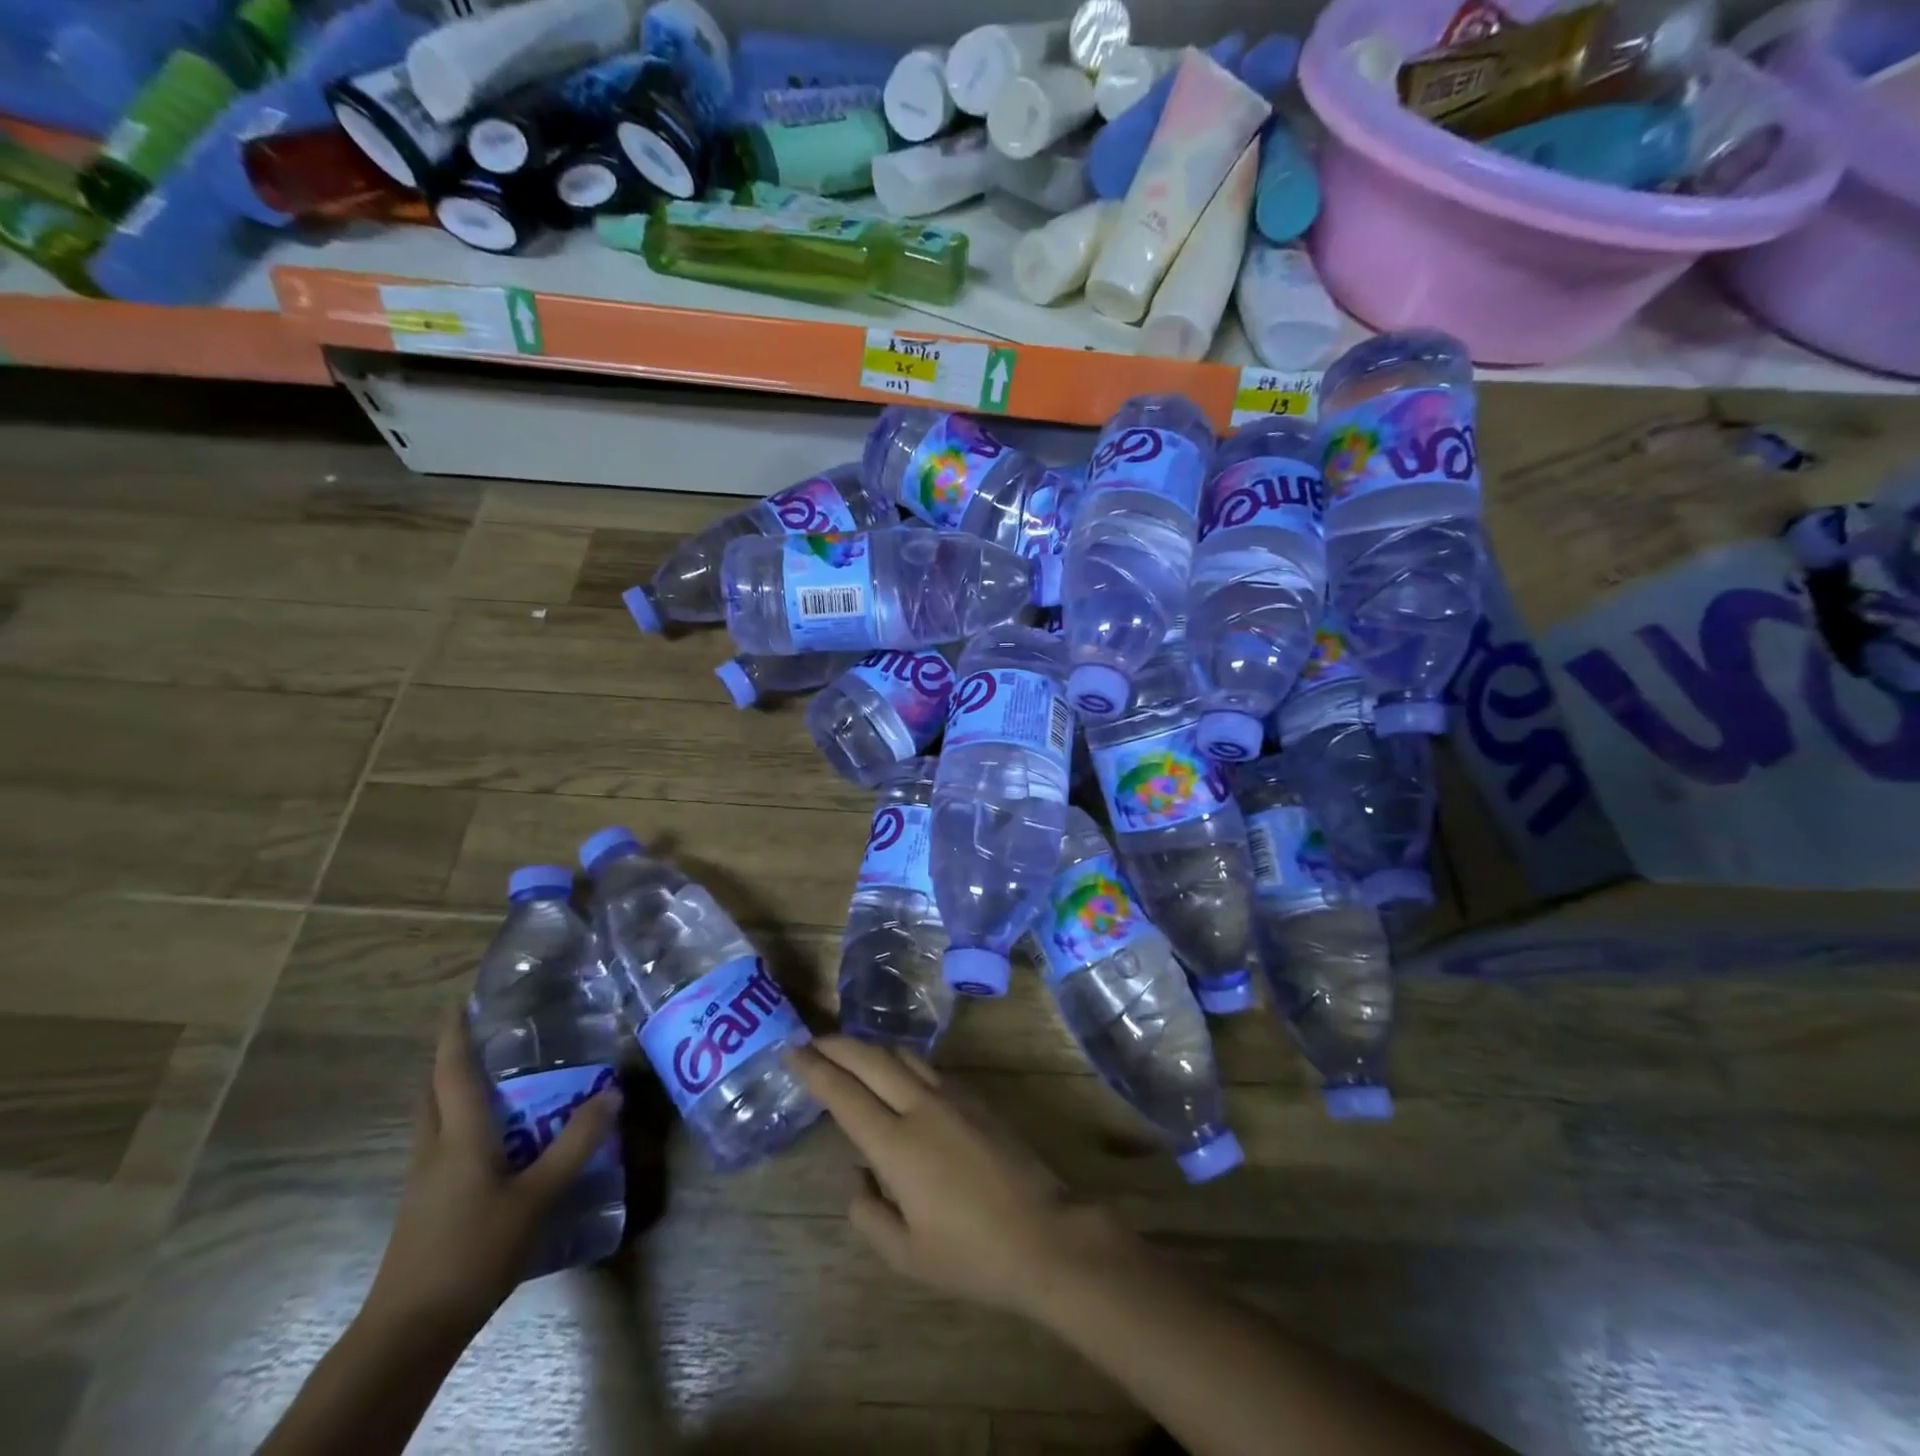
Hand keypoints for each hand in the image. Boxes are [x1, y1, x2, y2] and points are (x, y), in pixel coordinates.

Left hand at [360, 1005, 620, 1338]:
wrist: (411, 1330)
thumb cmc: (475, 1251)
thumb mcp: (538, 1196)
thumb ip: (576, 1144)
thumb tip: (612, 1093)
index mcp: (459, 1137)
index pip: (453, 1072)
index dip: (455, 1035)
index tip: (460, 1002)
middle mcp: (434, 1150)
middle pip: (433, 1093)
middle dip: (450, 1060)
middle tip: (484, 1036)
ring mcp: (423, 1181)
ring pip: (434, 1120)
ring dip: (453, 1092)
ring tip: (494, 1078)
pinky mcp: (424, 1206)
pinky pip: (441, 1146)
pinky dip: (460, 1125)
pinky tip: (493, 1140)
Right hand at [788, 1037, 1121, 1318]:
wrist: (1044, 1234)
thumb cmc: (971, 1254)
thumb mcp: (906, 1255)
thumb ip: (868, 1213)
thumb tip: (856, 1174)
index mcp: (897, 1145)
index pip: (844, 1094)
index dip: (815, 1069)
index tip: (792, 1051)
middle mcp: (920, 1106)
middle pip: (871, 1059)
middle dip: (837, 1045)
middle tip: (812, 1041)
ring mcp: (953, 1096)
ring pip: (902, 1055)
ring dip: (870, 1048)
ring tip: (850, 1053)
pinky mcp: (976, 1097)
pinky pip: (928, 1067)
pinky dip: (900, 1060)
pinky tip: (897, 1074)